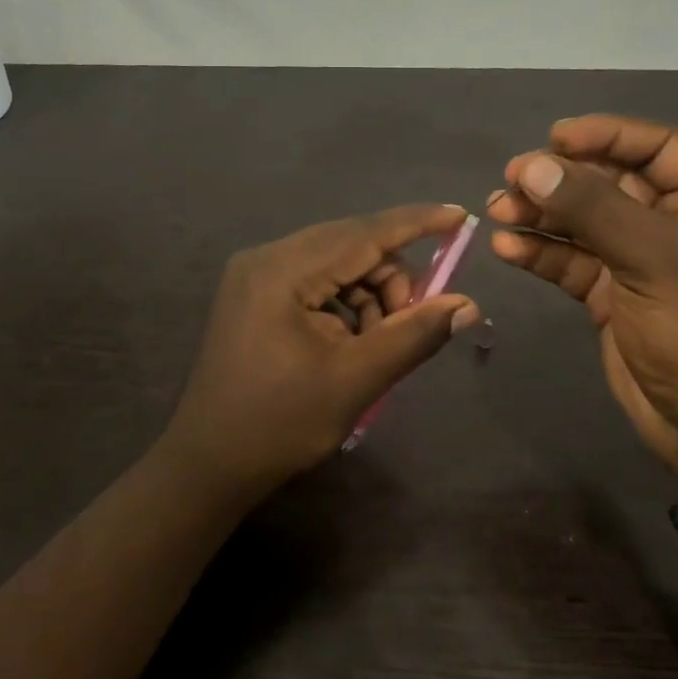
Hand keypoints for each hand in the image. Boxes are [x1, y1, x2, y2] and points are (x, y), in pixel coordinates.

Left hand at [158, 205, 481, 498]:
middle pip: (349, 245)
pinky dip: (344, 303)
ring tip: (376, 344)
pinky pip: (315, 281)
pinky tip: (350, 341)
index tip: (461, 215)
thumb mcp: (357, 379)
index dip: (417, 222)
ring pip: (335, 264)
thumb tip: (468, 305)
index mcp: (282, 271)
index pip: (363, 233)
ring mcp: (254, 275)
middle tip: (412, 322)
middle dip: (392, 278)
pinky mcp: (254, 294)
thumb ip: (414, 334)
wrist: (210, 463)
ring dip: (369, 295)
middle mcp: (264, 258)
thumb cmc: (282, 423)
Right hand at [487, 115, 677, 487]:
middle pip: (613, 183)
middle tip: (512, 177)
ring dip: (543, 215)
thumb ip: (592, 209)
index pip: (658, 147)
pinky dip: (542, 253)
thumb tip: (533, 166)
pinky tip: (507, 248)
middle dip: (562, 180)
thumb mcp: (653, 259)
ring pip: (586, 223)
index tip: (553, 138)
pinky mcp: (615, 296)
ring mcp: (645, 262)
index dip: (606, 135)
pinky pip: (574, 262)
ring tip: (498, 209)